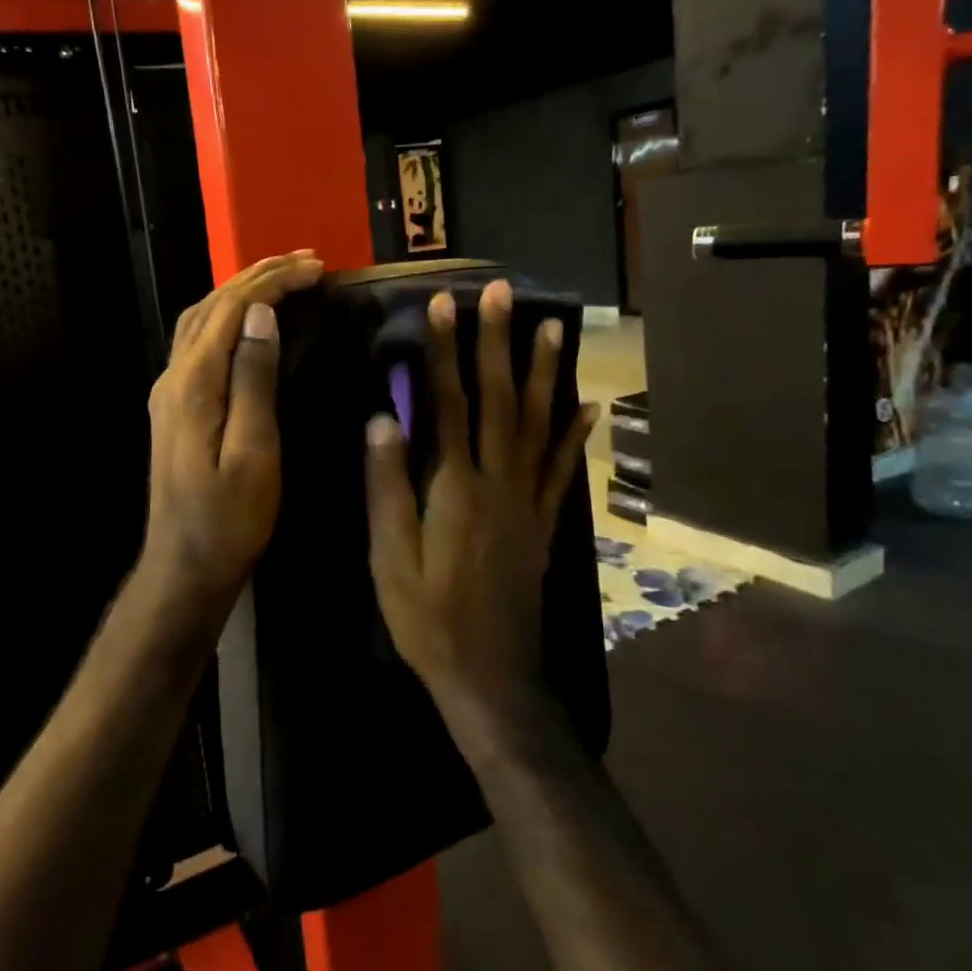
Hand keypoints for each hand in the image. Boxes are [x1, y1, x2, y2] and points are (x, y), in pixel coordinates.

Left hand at [137, 250, 324, 620]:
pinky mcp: (175, 405)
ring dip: (240, 290)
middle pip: (211, 306)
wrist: (184, 565)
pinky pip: (200, 341)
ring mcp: (169, 391)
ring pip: (201, 320)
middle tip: (306, 260)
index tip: (317, 268)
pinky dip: (229, 316)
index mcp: (193, 384)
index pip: (232, 309)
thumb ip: (253, 380)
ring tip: (283, 276)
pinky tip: (251, 320)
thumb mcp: (252, 453)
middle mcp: (174, 377)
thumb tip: (262, 315)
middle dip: (257, 274)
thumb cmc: (229, 518)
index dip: (273, 281)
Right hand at [364, 280, 596, 721]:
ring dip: (544, 373)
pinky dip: (574, 435)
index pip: (450, 404)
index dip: (445, 352)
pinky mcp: (541, 523)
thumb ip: (387, 487)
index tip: (442, 305)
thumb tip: (384, 419)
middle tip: (502, 293)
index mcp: (456, 488)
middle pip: (501, 400)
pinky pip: (561, 470)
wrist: (490, 677)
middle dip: (498, 342)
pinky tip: (588, 408)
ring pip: (539, 425)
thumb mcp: (391, 559)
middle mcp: (499, 483)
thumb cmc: (428, 619)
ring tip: (552, 327)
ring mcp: (527, 502)